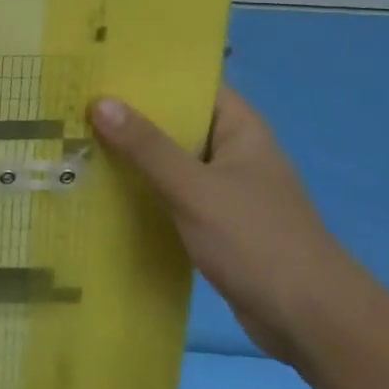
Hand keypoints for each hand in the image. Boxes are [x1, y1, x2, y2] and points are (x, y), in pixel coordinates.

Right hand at [91, 87, 360, 363]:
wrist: (310, 320)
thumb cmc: (256, 240)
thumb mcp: (195, 189)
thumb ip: (148, 147)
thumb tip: (101, 102)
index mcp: (241, 128)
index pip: (193, 85)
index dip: (151, 75)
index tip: (103, 68)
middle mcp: (234, 151)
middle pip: (178, 123)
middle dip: (133, 117)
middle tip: (78, 104)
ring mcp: (226, 189)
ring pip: (173, 161)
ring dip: (135, 156)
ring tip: (79, 140)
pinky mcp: (217, 223)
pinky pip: (174, 195)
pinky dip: (146, 190)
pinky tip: (105, 190)